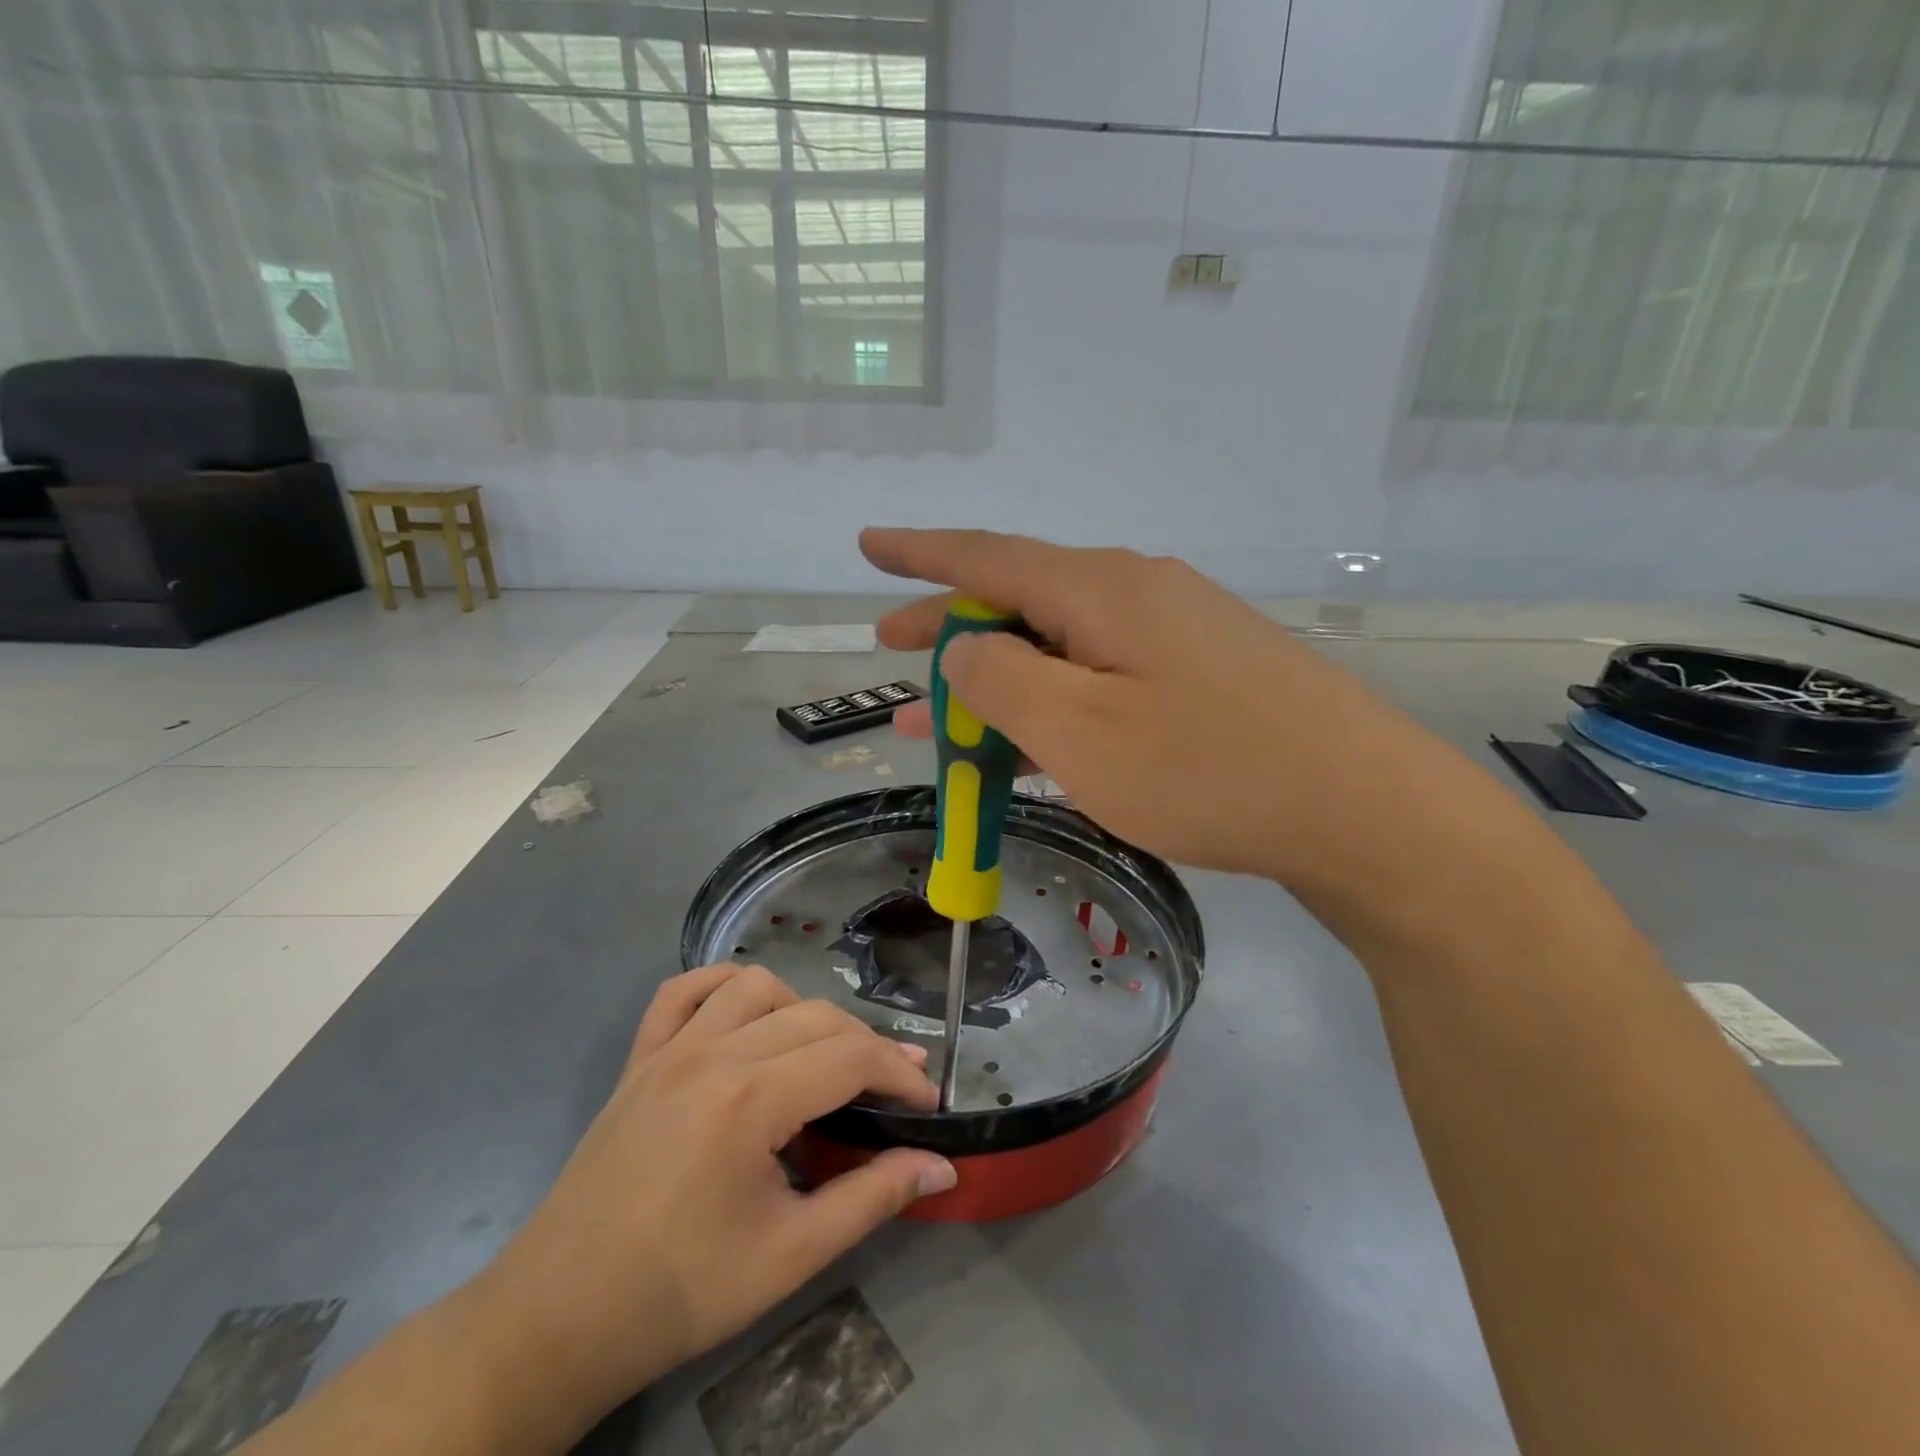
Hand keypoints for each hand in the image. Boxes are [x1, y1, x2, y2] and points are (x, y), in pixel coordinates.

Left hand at [471, 963, 956, 1423]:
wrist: (557, 1321)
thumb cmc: (680, 1293)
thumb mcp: (791, 1256)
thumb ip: (873, 1198)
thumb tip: (942, 1168)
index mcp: (749, 1099)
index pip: (850, 1056)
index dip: (900, 1074)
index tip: (927, 1104)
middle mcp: (711, 1053)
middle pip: (815, 1016)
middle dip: (866, 1045)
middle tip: (890, 1090)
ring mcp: (668, 1049)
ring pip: (756, 986)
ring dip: (801, 1010)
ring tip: (817, 1058)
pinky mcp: (638, 1059)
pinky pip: (682, 991)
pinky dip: (721, 986)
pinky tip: (743, 1015)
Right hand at [865, 527, 1449, 887]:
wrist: (1360, 810)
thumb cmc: (1208, 769)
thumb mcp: (1080, 731)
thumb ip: (1004, 681)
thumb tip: (965, 645)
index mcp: (1101, 591)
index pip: (987, 556)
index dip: (920, 552)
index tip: (868, 543)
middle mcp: (1136, 596)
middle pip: (1020, 601)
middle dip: (949, 627)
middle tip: (890, 650)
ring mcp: (1173, 638)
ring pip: (1058, 649)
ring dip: (996, 682)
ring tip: (934, 725)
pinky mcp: (1198, 680)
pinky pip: (1099, 680)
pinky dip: (1050, 707)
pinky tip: (1026, 743)